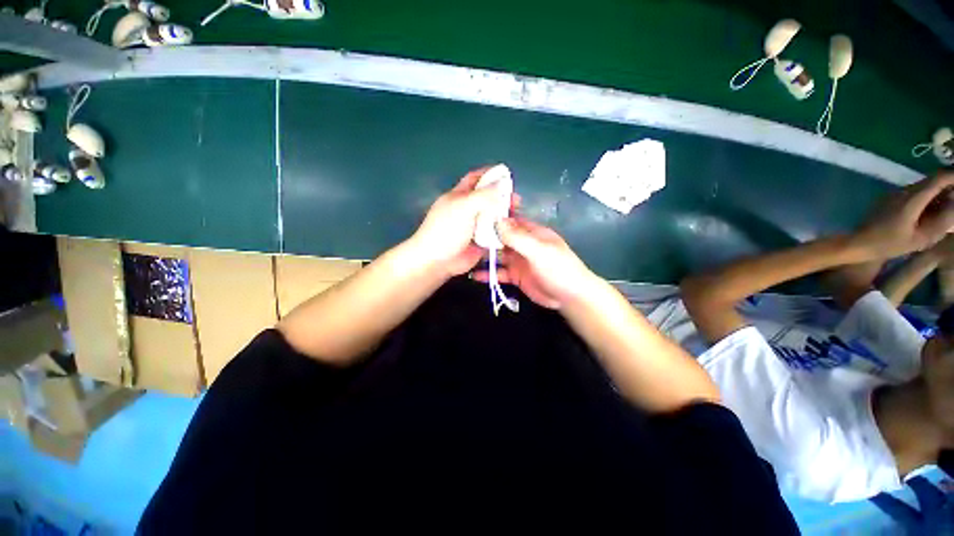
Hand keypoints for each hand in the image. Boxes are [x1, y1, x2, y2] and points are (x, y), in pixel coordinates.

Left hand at [409, 167, 518, 277]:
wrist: (438, 261)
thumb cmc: (447, 230)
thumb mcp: (464, 207)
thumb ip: (483, 195)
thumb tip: (501, 184)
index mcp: (459, 196)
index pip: (475, 179)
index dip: (489, 174)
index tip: (506, 175)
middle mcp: (467, 209)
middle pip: (487, 198)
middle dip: (501, 197)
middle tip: (516, 200)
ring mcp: (474, 226)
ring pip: (493, 217)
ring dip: (504, 215)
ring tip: (517, 215)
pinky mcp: (480, 242)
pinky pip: (494, 233)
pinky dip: (503, 231)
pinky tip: (513, 230)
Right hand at [474, 217, 598, 308]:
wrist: (570, 297)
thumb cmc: (558, 269)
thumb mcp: (538, 251)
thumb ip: (518, 237)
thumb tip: (497, 220)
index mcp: (531, 232)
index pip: (511, 219)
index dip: (495, 216)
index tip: (474, 214)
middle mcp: (523, 244)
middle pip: (501, 237)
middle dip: (485, 236)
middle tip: (463, 236)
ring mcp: (518, 261)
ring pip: (498, 255)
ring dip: (484, 255)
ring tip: (464, 254)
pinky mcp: (516, 276)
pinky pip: (499, 273)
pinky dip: (488, 274)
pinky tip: (474, 275)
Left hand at [852, 172, 953, 258]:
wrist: (856, 243)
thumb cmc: (888, 244)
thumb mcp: (921, 237)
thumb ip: (942, 221)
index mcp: (912, 197)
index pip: (939, 177)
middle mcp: (903, 191)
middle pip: (932, 181)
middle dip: (950, 187)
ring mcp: (895, 194)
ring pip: (923, 188)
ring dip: (938, 194)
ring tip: (949, 207)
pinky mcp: (889, 200)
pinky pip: (913, 194)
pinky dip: (927, 199)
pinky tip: (932, 213)